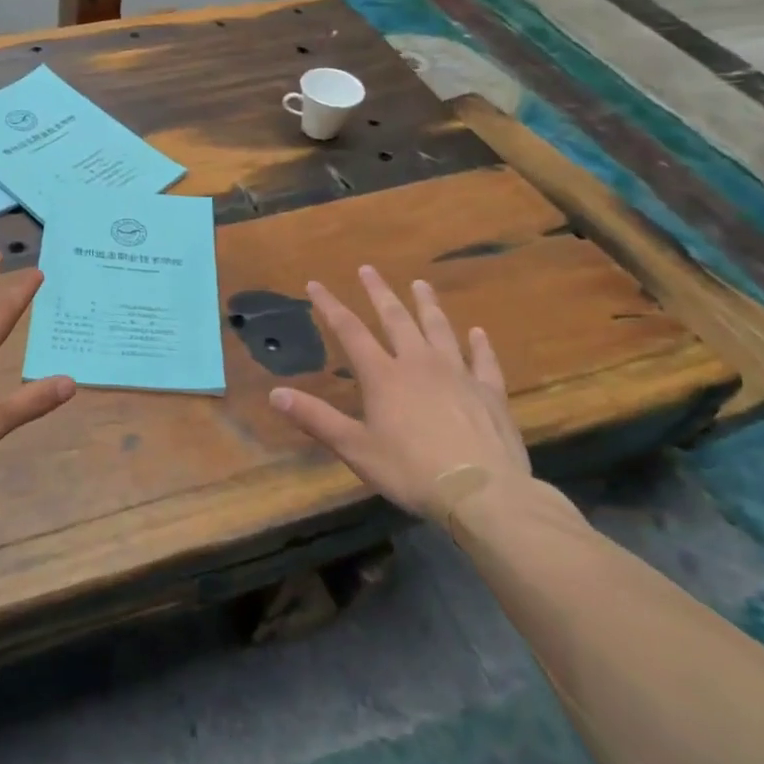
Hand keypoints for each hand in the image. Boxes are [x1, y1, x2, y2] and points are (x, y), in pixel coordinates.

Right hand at [269, 268, 528, 517]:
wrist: (483, 493)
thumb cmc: (411, 471)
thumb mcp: (354, 447)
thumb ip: (315, 418)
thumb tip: (275, 393)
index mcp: (383, 376)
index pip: (349, 331)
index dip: (329, 306)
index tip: (315, 284)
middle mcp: (419, 364)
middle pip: (396, 319)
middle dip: (378, 293)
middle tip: (368, 269)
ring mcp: (458, 375)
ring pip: (440, 329)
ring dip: (427, 305)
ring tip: (420, 284)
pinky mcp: (489, 392)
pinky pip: (483, 360)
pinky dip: (479, 344)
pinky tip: (477, 332)